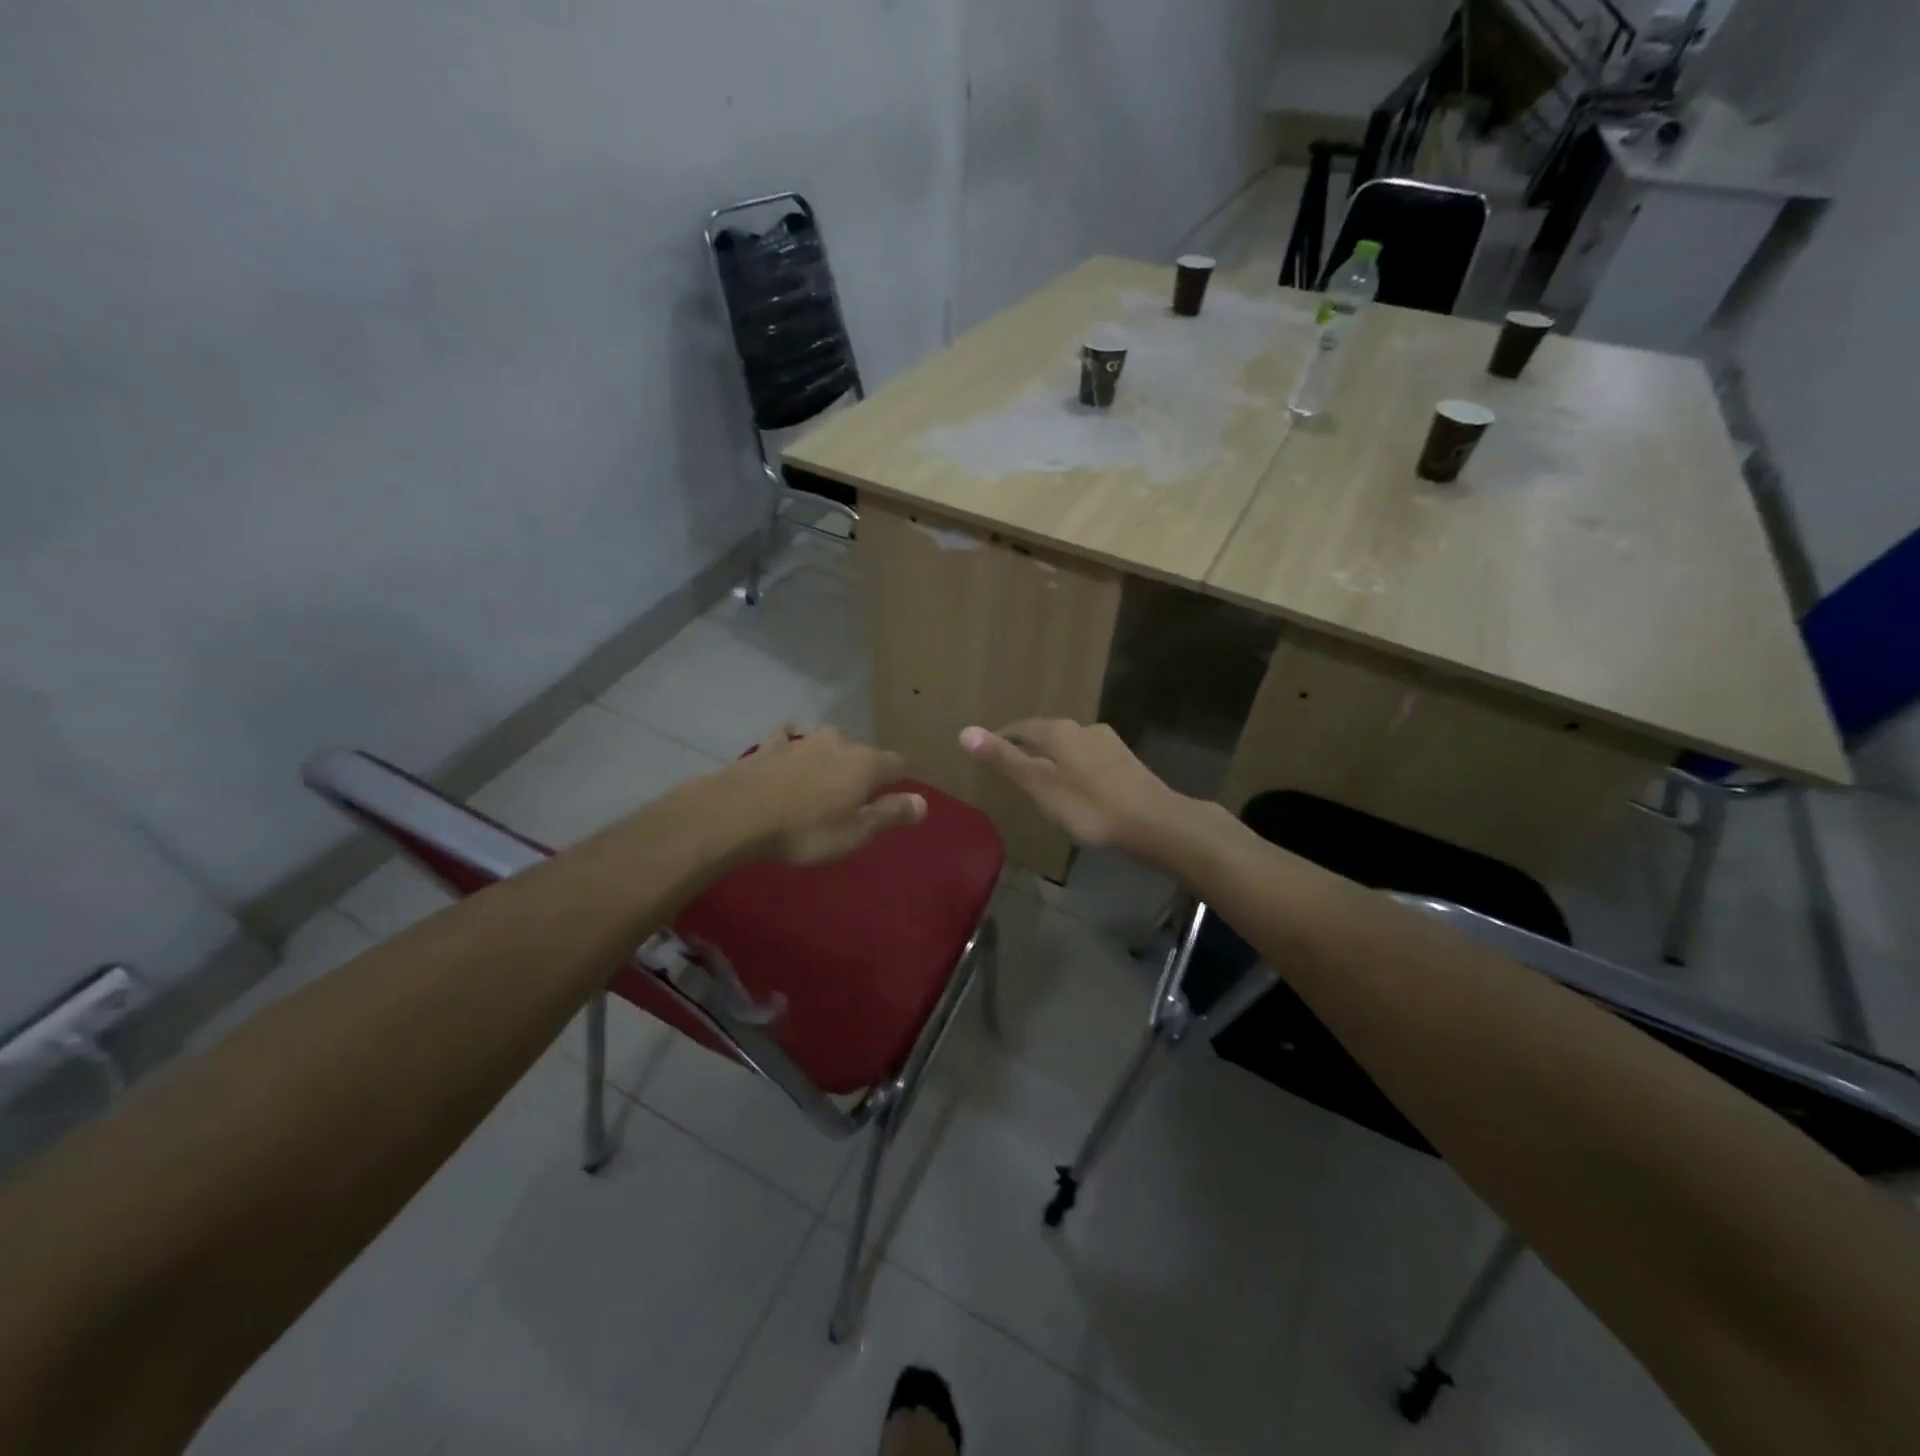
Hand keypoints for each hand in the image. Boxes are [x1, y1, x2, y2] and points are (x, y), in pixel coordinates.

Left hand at [731, 727, 926, 865]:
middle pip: (863, 752)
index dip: (899, 782)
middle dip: (863, 771)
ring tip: (822, 782)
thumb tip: (923, 802)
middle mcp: (840, 741)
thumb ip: (890, 815)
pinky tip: (788, 752)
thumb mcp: (855, 833)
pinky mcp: (771, 744)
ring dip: (830, 759)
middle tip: (854, 798)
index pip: (897, 764)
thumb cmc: (806, 829)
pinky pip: (790, 739)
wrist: (739, 812)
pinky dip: (794, 746)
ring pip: (828, 744)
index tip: (893, 800)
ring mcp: (803, 739)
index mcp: (866, 763)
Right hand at [959, 719, 1182, 853]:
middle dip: (1029, 749)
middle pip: (1047, 735)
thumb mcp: (1039, 786)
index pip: (1021, 728)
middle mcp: (1083, 728)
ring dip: (1054, 759)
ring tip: (1044, 782)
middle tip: (1013, 769)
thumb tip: (964, 732)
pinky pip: (1089, 759)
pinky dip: (1075, 770)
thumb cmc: (1089, 806)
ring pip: (1070, 747)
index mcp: (1058, 731)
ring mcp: (1108, 743)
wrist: (1153, 821)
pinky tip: (1078, 790)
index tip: (989, 752)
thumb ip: (1004, 760)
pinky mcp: (1126, 761)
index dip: (1002, 739)